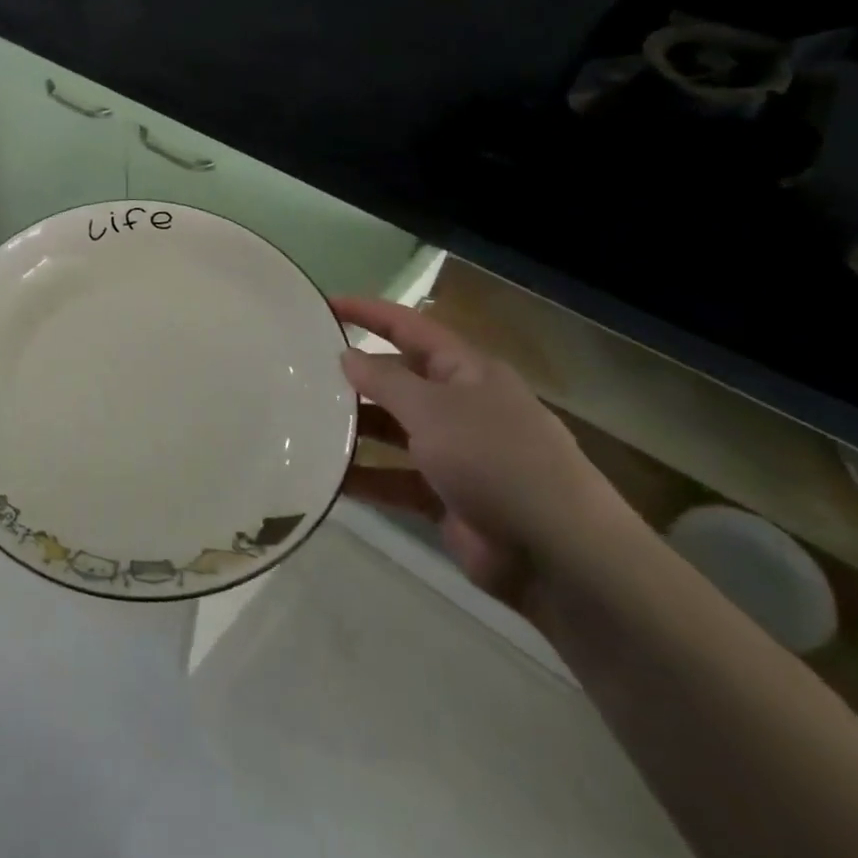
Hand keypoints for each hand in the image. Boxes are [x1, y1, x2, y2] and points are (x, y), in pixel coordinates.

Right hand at [332, 297, 625, 607]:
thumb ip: (385, 381)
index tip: (324, 305)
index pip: (410, 328)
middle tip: (301, 374)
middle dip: (355, 378)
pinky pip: (395, 479)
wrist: (556, 552)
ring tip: (303, 425)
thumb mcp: (433, 410)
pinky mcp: (446, 497)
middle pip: (399, 380)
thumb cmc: (495, 459)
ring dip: (355, 431)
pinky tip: (327, 478)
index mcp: (467, 372)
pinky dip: (366, 478)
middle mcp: (461, 406)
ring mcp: (455, 454)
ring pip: (393, 432)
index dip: (369, 313)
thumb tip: (347, 356)